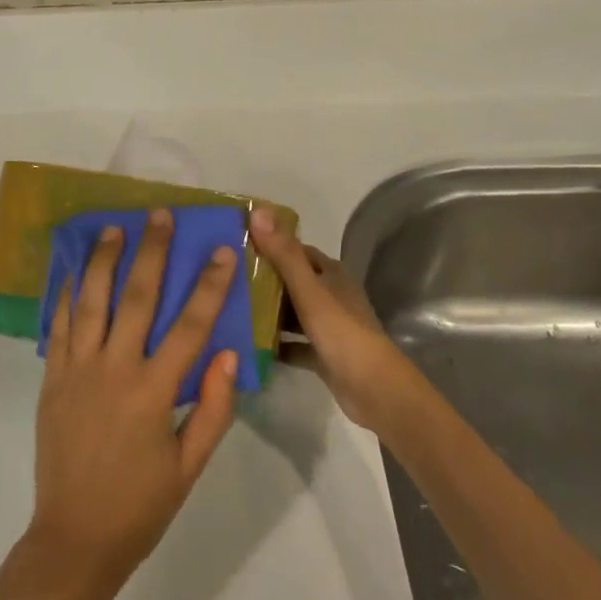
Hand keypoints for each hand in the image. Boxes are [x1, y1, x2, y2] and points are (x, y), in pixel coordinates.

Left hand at [25, 209, 240, 594]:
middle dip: (152, 252)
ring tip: (114, 227)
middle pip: (136, 297)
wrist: (73, 539)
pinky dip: (68, 294)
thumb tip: (226, 353)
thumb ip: (211, 408)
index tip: (223, 250)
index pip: (189, 325)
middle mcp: (114, 370)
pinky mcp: (52, 378)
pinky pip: (60, 326)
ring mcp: (77, 370)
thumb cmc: (140, 506)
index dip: (209, 285)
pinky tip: (75, 270)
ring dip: (104, 260)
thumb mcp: (190, 466)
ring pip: (91, 301)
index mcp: (152, 392)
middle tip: (161, 216)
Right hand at [249, 209, 416, 431]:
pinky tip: (249, 345)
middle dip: (263, 280)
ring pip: (292, 313)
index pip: (296, 250)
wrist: (374, 389)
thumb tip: (258, 210)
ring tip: (230, 309)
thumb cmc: (341, 331)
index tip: (237, 245)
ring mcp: (328, 326)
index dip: (269, 245)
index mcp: (331, 274)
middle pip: (292, 281)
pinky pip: (294, 344)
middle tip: (226, 280)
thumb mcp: (308, 289)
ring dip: (268, 312)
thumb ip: (283, 253)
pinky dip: (276, 344)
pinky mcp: (323, 355)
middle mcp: (331, 295)